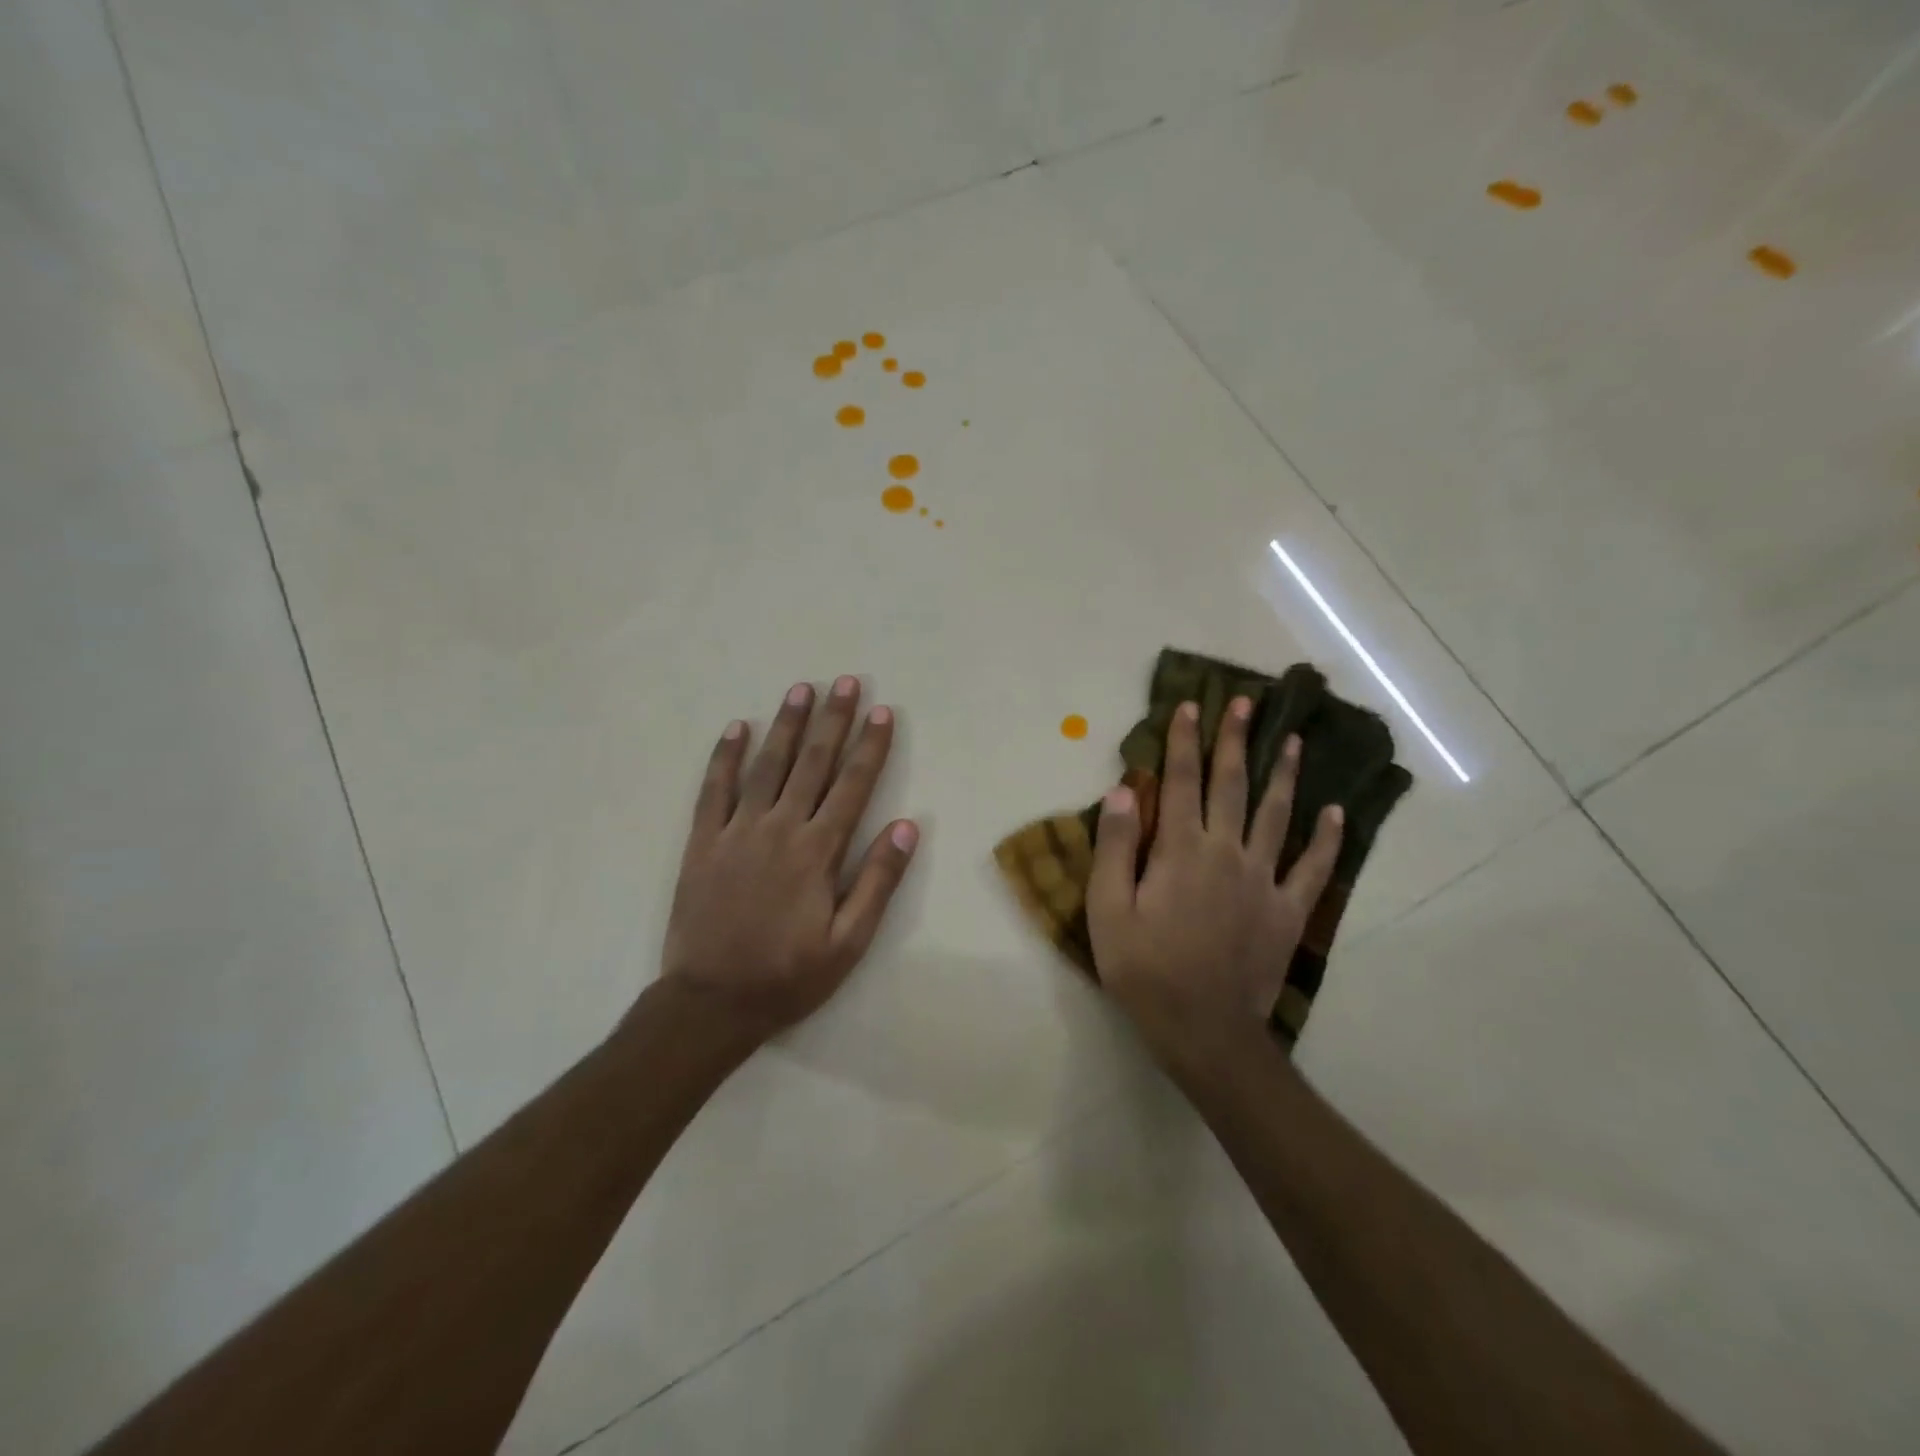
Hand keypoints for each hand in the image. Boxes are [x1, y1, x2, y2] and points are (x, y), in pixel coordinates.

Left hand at [660, 676, 918, 1042]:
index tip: (882, 711)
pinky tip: (737, 727)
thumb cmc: (788, 975)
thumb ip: (878, 881)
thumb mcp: (849, 942)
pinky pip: (714, 789)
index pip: (853, 785)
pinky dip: (725, 756)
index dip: (870, 746)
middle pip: (813, 763)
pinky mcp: (703, 841)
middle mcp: (780, 829)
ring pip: (767, 766)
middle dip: (833, 720)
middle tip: (846, 681)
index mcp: (818, 852)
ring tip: (802, 689)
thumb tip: (908, 826)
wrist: (711, 1002)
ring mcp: (737, 831)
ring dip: (787, 725)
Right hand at [1087, 696, 1342, 1068]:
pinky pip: (1313, 867)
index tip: (1189, 706)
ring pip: (1278, 815)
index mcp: (1182, 850)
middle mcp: (1227, 852)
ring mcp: (1264, 880)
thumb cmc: (1145, 969)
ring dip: (1284, 774)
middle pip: (1232, 785)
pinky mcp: (1288, 911)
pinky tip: (1336, 813)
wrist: (1203, 1029)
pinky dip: (1327, 839)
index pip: (1180, 782)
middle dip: (1234, 740)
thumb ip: (1116, 847)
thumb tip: (1124, 790)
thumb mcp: (1108, 910)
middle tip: (1244, 702)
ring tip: (1292, 740)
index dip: (1183, 742)